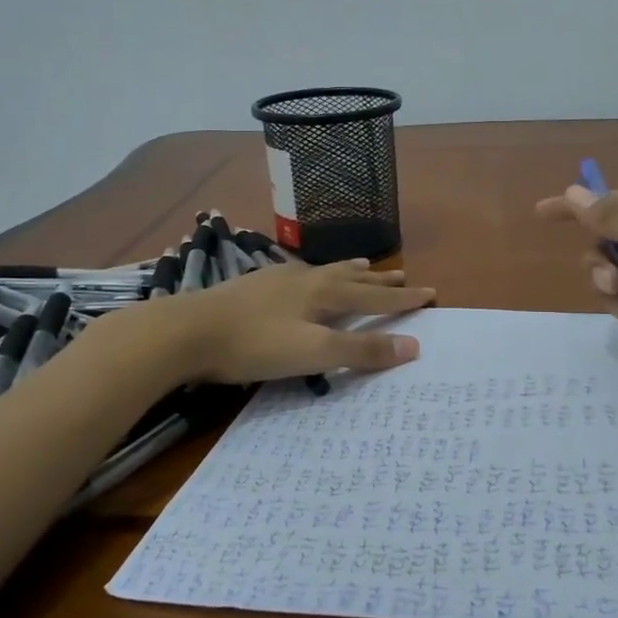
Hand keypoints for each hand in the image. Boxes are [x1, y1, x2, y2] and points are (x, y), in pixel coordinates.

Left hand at [108, 259, 434, 384]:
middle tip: (403, 273)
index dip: (403, 297)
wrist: (187, 331)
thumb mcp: (314, 352)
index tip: (431, 292)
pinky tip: (304, 278)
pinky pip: (301, 275)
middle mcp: (306, 278)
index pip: (374, 295)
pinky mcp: (255, 286)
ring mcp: (278, 279)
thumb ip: (361, 350)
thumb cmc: (255, 344)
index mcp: (324, 292)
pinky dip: (319, 275)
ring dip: (350, 271)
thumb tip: (413, 346)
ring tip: (364, 265)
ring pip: (325, 272)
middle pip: (352, 277)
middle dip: (380, 279)